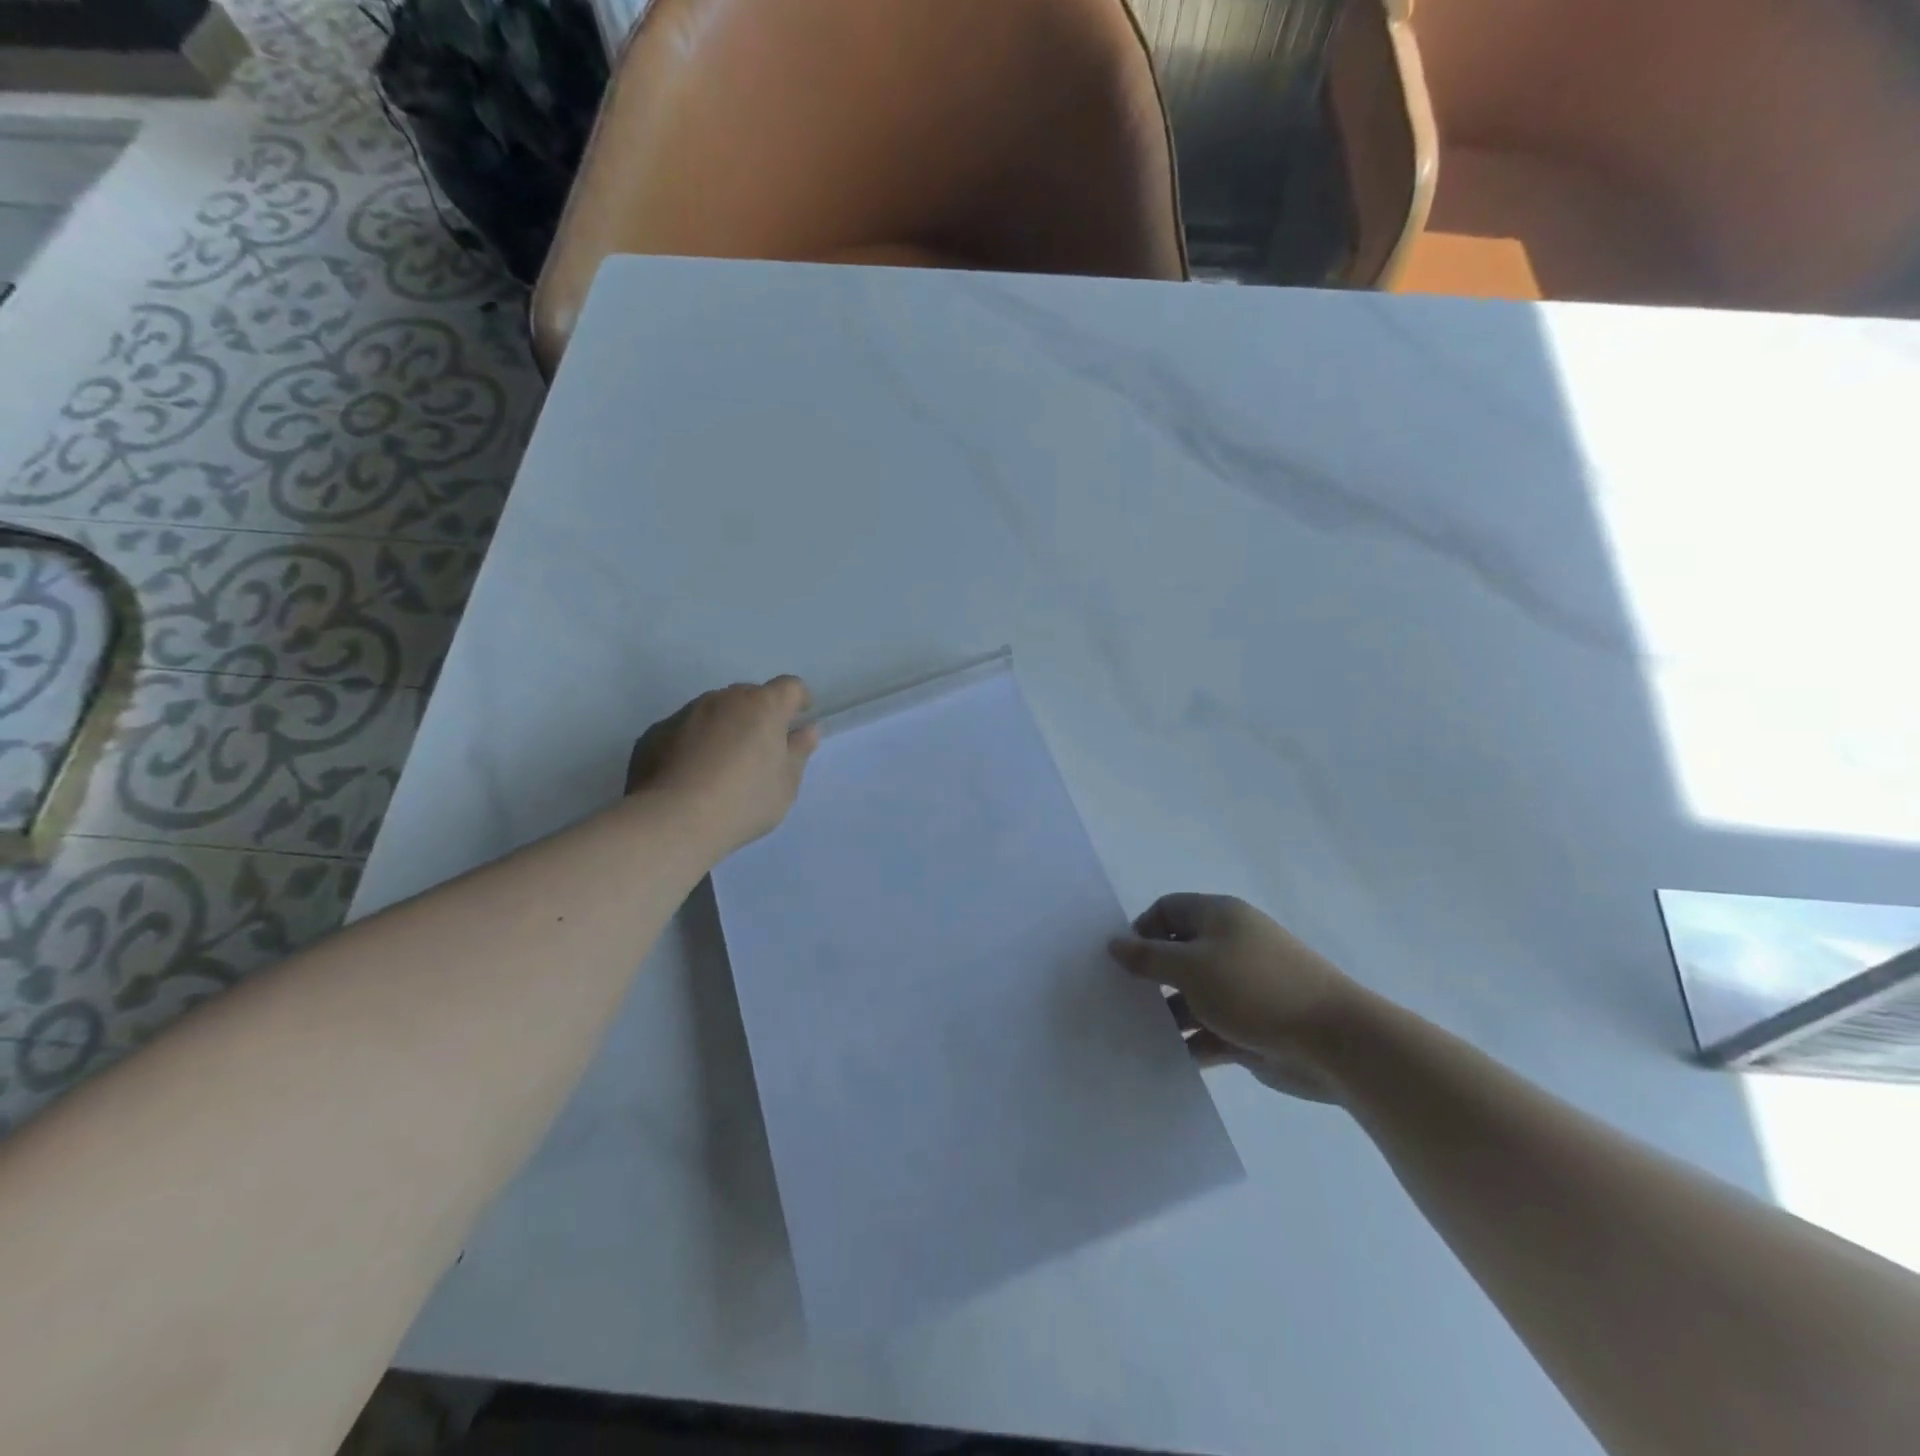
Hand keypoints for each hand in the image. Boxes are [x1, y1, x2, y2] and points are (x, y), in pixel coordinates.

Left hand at [627, 676, 819, 858]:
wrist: (672, 820)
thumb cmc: (743, 801)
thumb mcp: (786, 784)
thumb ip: (798, 752)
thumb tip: (806, 731)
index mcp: (763, 706)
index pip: (790, 687)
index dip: (798, 700)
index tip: (799, 719)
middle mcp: (723, 699)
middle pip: (749, 696)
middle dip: (759, 715)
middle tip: (760, 749)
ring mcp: (685, 713)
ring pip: (714, 711)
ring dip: (724, 727)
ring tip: (721, 765)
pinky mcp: (655, 732)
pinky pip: (683, 730)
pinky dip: (692, 743)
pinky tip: (690, 775)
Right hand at [1109, 894, 1367, 1101]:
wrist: (1335, 1042)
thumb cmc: (1255, 989)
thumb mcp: (1191, 967)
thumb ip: (1147, 957)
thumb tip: (1113, 943)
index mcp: (1219, 917)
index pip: (1167, 910)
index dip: (1141, 931)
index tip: (1122, 963)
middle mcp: (1230, 946)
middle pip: (1178, 953)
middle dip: (1150, 975)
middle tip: (1119, 999)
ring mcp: (1242, 988)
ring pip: (1191, 995)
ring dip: (1167, 1013)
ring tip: (1134, 1034)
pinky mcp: (1251, 1026)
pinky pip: (1209, 1029)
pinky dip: (1190, 1042)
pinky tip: (1165, 1059)